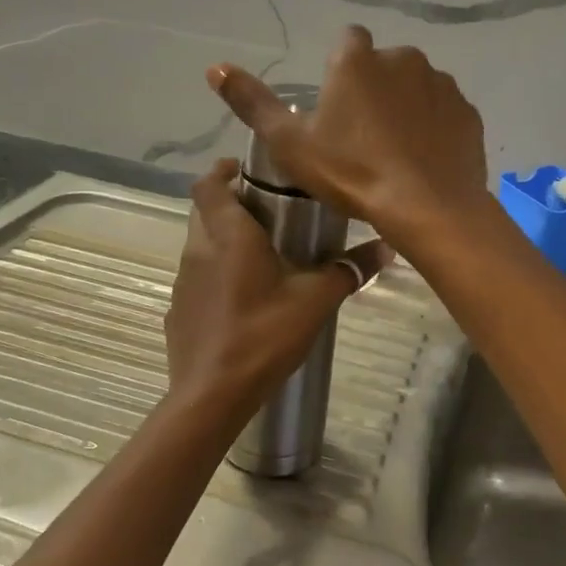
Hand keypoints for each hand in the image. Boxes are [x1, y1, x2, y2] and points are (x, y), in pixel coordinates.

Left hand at [165, 160, 390, 415]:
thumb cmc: (263, 335)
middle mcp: (198, 250)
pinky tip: (244, 301)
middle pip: (205, 212)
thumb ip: (348, 270)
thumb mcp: (314, 301)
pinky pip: (198, 280)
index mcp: (228, 236)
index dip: (221, 170)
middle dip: (230, 205)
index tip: (245, 169)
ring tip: (263, 257)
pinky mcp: (179, 311)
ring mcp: (183, 282)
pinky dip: (217, 277)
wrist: (211, 395)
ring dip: (224, 242)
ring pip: (201, 246)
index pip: (208, 184)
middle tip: (268, 213)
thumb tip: (387, 248)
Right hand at [206, 27, 488, 239]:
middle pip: (383, 66)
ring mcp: (442, 84)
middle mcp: (404, 59)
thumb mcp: (290, 145)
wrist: (428, 208)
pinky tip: (424, 160)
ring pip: (416, 87)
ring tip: (395, 152)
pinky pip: (444, 113)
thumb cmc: (352, 173)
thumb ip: (252, 103)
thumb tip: (214, 67)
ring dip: (406, 107)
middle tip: (362, 136)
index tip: (336, 105)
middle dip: (374, 89)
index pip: (347, 42)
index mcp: (358, 61)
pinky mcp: (468, 113)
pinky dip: (434, 127)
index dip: (340, 70)